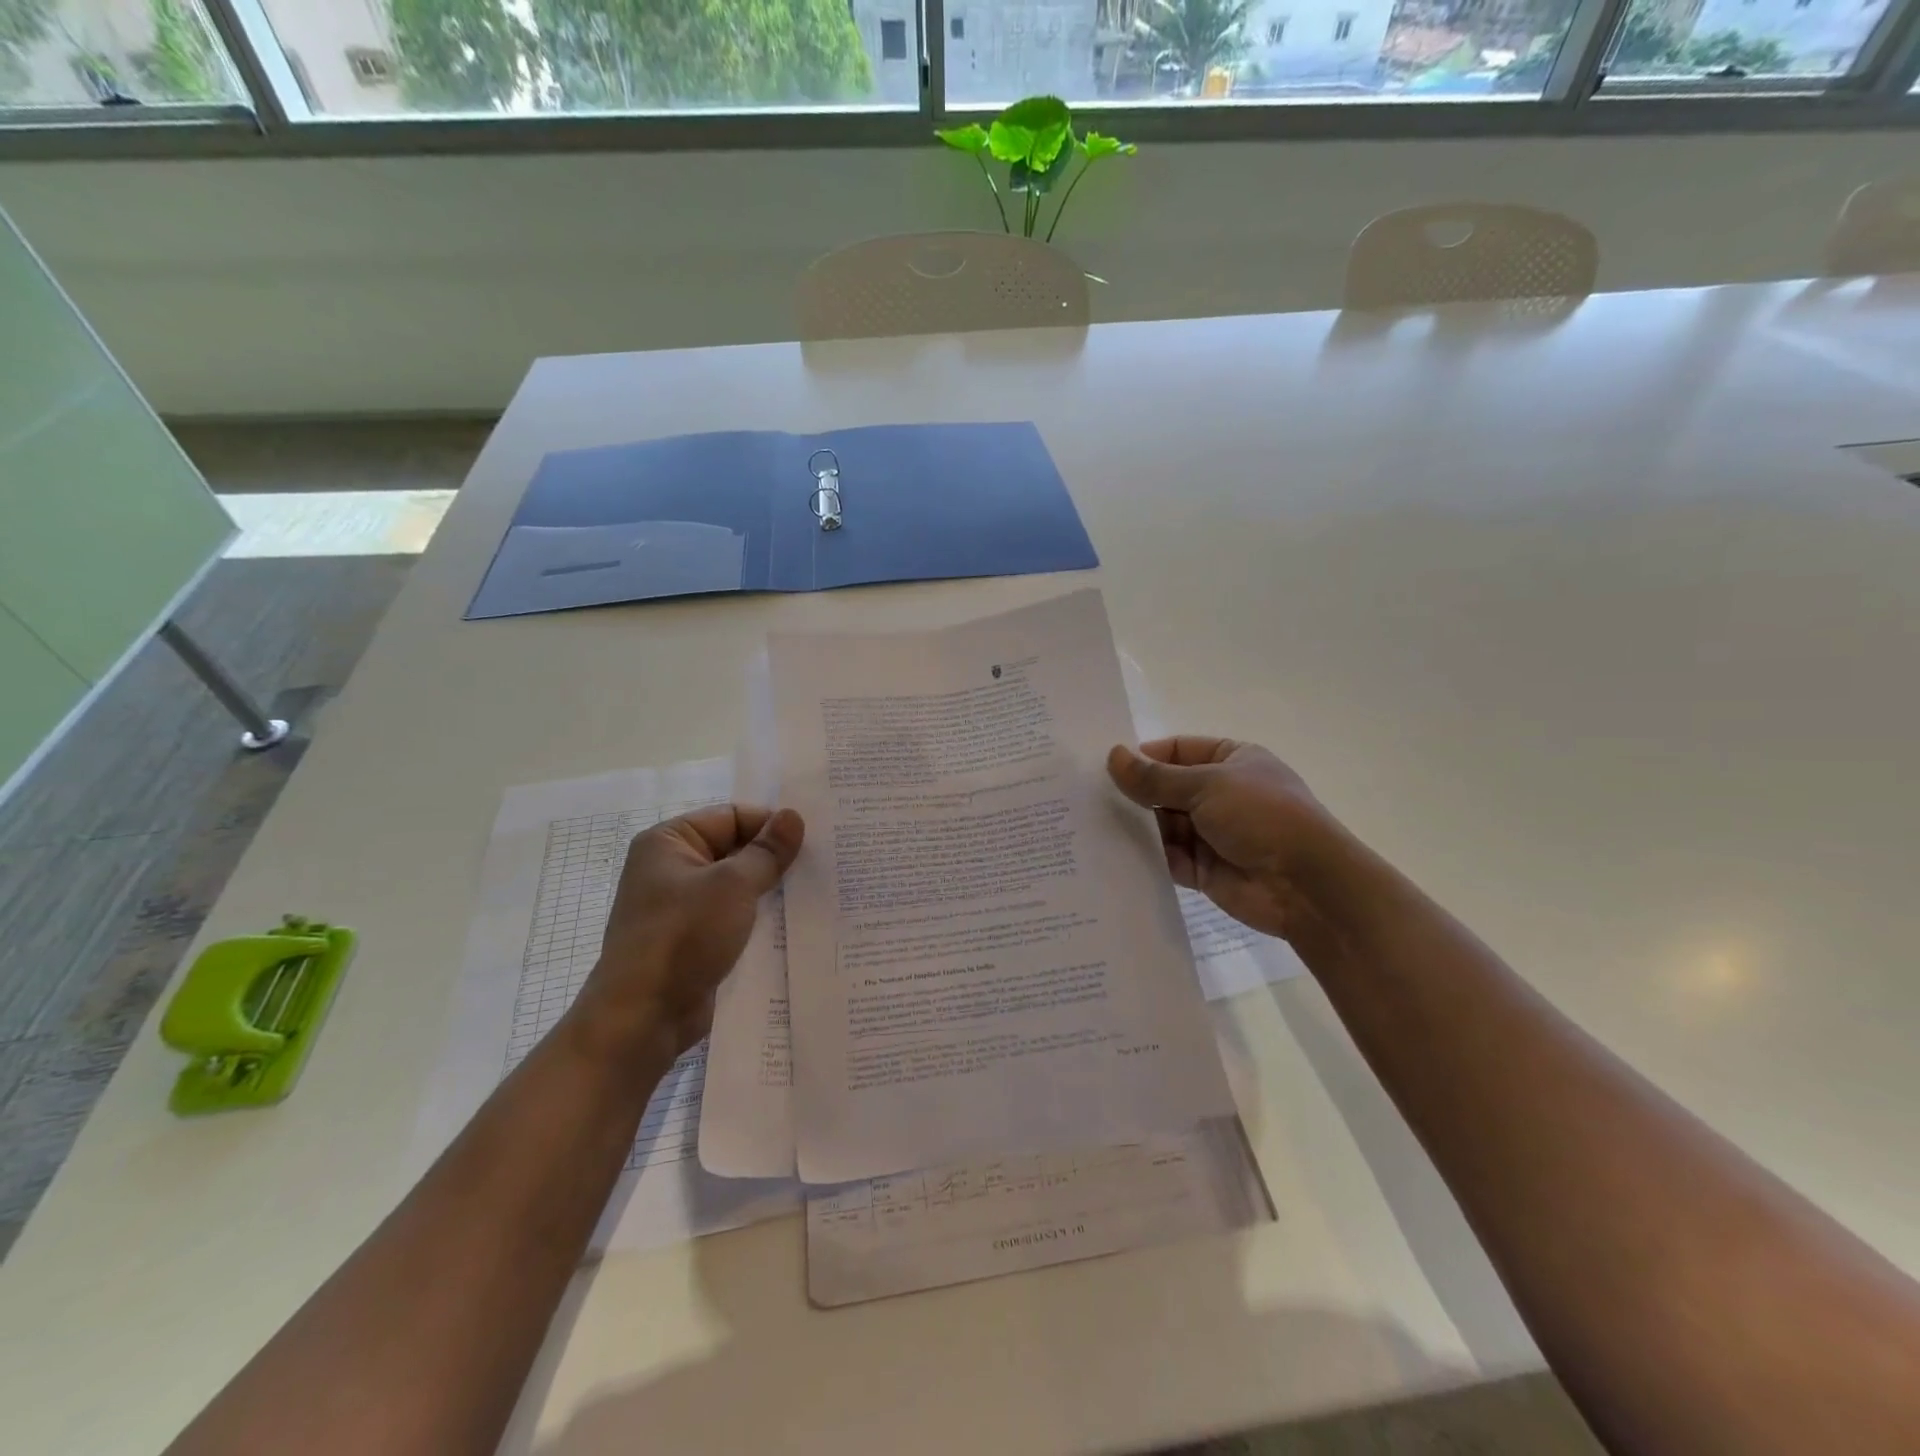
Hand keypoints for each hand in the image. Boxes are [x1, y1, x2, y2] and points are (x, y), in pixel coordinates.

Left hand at [572, 804, 803, 1063]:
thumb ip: (767, 851)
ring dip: (772, 891)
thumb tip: (794, 815)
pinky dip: (761, 918)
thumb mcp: (732, 885)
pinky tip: (797, 923)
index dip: (771, 825)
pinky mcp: (695, 940)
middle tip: (824, 863)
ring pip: (740, 887)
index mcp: (670, 842)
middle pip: (737, 850)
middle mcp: (673, 868)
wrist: (644, 1017)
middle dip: (776, 859)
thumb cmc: (683, 936)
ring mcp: (683, 907)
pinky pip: (735, 918)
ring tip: (818, 891)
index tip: (813, 840)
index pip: (732, 817)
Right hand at [1107, 737, 1335, 940]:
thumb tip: (1113, 756)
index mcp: (1231, 760)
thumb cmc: (1262, 816)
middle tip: (1087, 797)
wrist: (1306, 886)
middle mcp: (1220, 793)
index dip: (1143, 757)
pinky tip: (1112, 854)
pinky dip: (1146, 856)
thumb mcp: (1206, 785)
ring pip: (1162, 824)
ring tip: (1091, 825)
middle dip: (1134, 793)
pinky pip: (1166, 857)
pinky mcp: (1203, 869)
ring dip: (1136, 825)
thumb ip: (1156, 777)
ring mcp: (1212, 833)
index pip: (1177, 751)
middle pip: (1165, 788)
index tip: (1103, 766)